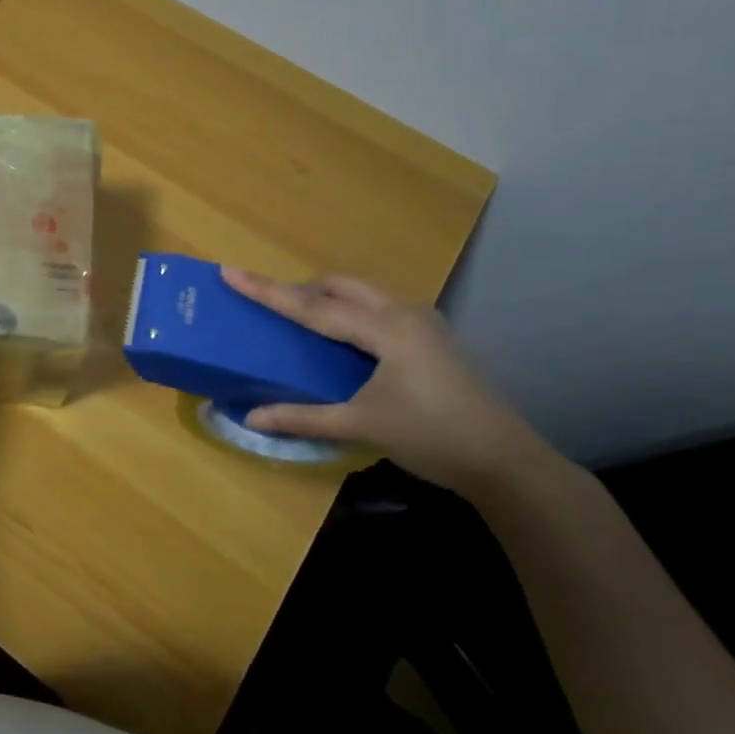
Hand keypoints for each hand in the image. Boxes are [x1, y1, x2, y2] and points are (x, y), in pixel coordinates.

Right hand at [220, 267, 561, 497]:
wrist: (506, 462)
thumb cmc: (432, 438)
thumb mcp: (361, 426)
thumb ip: (302, 418)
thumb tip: (250, 418)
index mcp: (385, 329)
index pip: (312, 306)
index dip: (267, 290)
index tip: (229, 271)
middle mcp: (403, 313)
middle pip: (339, 286)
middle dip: (299, 288)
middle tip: (267, 303)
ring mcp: (422, 322)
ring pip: (361, 293)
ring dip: (325, 297)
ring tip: (298, 317)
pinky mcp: (430, 337)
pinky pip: (376, 307)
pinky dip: (348, 310)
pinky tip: (340, 336)